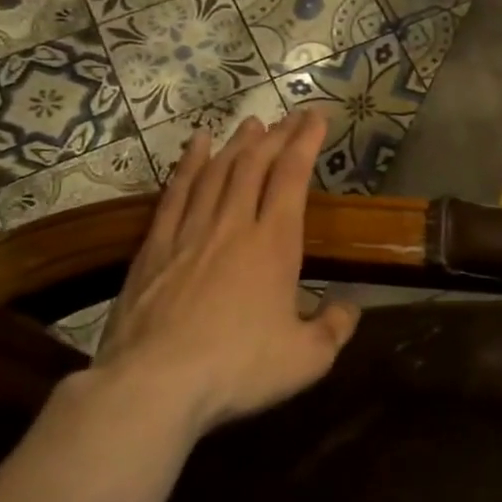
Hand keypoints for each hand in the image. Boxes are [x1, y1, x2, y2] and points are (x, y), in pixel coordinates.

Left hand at [78, 111, 359, 445]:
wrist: (154, 385)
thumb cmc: (239, 368)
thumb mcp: (307, 359)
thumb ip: (334, 329)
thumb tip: (348, 308)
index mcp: (275, 244)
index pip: (292, 178)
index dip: (306, 143)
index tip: (317, 117)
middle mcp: (233, 226)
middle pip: (255, 166)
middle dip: (277, 136)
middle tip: (291, 116)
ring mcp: (190, 233)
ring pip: (216, 172)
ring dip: (237, 145)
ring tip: (251, 124)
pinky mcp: (154, 249)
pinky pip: (176, 194)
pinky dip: (188, 165)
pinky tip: (196, 146)